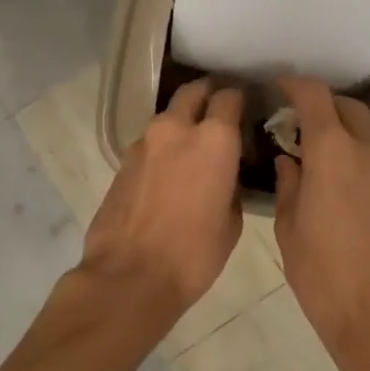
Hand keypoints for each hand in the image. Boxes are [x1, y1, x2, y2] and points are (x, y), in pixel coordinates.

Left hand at [81, 78, 243, 325]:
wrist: (129, 277)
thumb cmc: (193, 254)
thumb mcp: (231, 222)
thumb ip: (231, 186)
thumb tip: (225, 175)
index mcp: (214, 139)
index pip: (229, 97)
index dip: (240, 99)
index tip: (247, 108)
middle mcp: (176, 129)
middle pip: (193, 92)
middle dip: (207, 94)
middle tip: (219, 110)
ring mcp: (144, 143)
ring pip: (168, 118)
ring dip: (182, 124)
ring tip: (194, 148)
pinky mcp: (122, 162)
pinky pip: (150, 144)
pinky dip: (163, 149)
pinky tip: (170, 173)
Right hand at [272, 77, 369, 370]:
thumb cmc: (326, 280)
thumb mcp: (291, 231)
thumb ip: (290, 184)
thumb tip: (291, 161)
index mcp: (336, 152)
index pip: (315, 97)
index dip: (295, 86)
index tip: (280, 88)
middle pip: (349, 109)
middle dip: (324, 109)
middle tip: (301, 127)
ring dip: (349, 136)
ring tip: (327, 161)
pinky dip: (368, 161)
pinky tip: (353, 189)